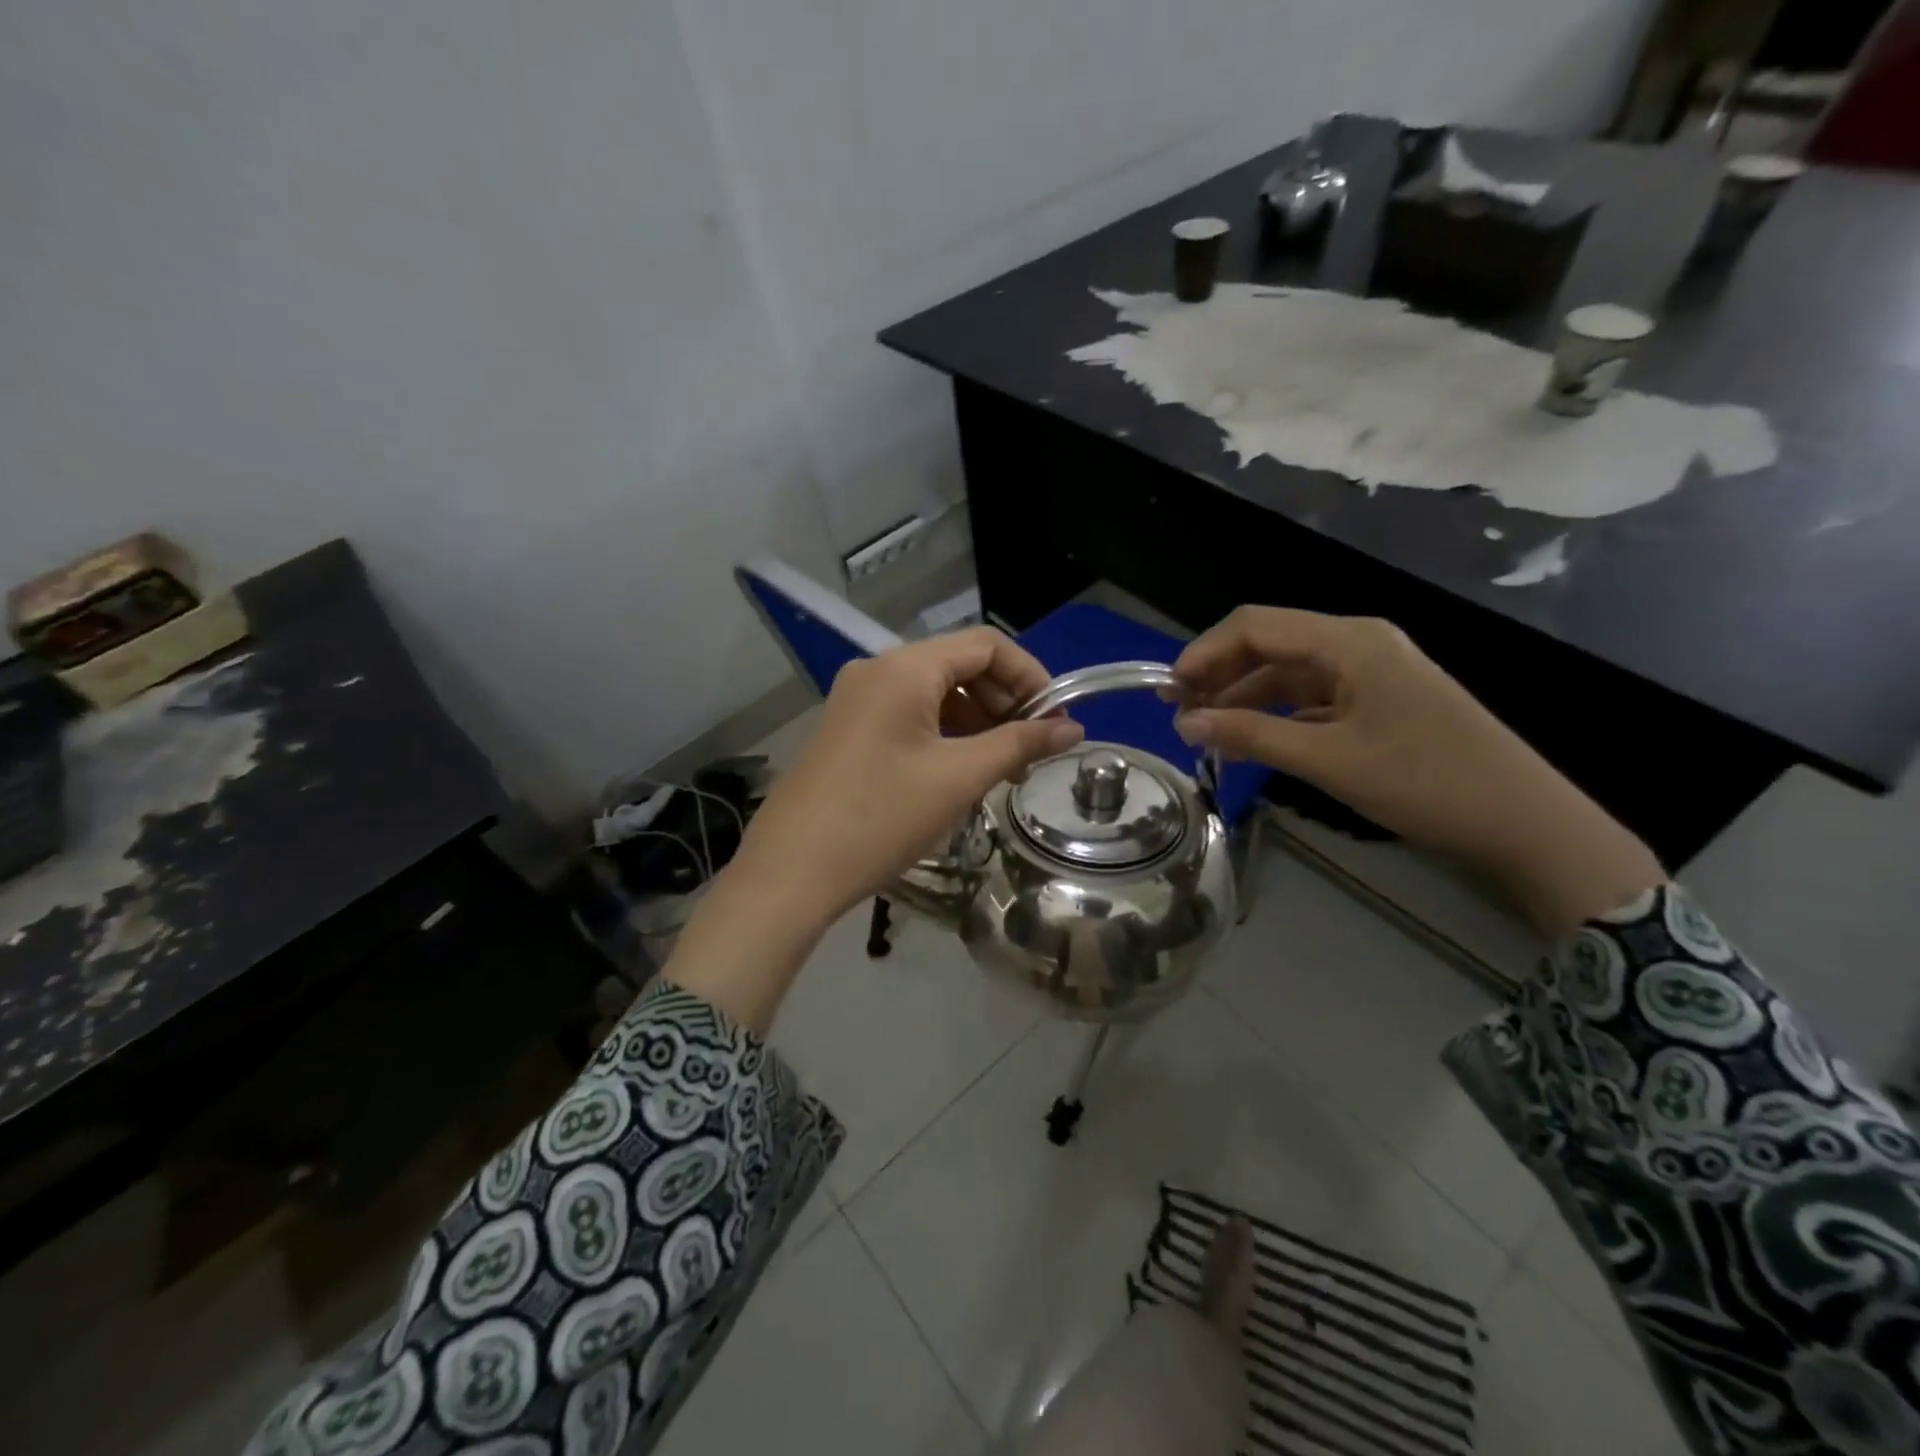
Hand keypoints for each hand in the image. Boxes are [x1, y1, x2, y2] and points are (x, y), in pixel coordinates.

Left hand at [667, 629, 1081, 1031]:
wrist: (793, 870)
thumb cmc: (881, 817)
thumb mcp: (959, 778)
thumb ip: (1020, 744)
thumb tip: (1072, 729)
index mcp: (905, 668)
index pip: (986, 645)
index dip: (1030, 675)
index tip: (1056, 719)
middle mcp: (878, 670)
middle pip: (959, 665)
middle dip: (1004, 702)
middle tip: (1031, 750)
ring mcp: (858, 699)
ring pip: (935, 693)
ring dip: (977, 721)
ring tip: (1002, 769)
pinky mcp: (849, 728)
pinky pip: (910, 715)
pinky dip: (945, 734)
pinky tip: (961, 773)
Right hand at [1171, 607, 1663, 934]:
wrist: (1523, 820)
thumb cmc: (1425, 782)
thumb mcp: (1328, 759)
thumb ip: (1250, 735)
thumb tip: (1184, 722)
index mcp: (1349, 640)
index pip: (1255, 626)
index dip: (1204, 653)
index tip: (1169, 691)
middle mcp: (1358, 642)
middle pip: (1269, 643)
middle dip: (1219, 674)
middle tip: (1178, 712)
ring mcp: (1371, 670)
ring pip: (1288, 671)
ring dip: (1243, 696)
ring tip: (1204, 729)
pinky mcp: (1378, 698)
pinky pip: (1312, 695)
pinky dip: (1275, 712)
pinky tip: (1250, 738)